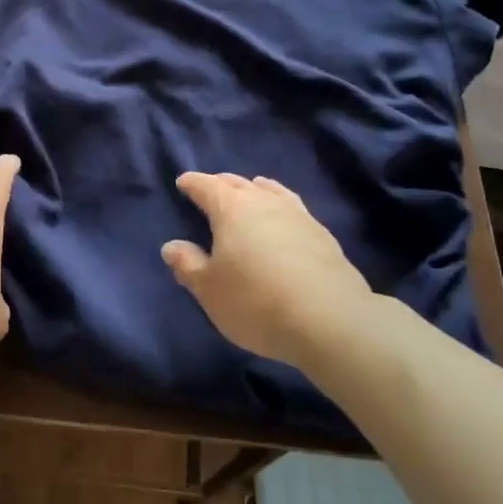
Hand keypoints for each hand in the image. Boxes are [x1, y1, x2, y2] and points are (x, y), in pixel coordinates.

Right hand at [161, 172, 381, 369]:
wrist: (331, 321)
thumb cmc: (256, 301)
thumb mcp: (209, 290)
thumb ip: (187, 265)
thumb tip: (172, 246)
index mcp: (231, 209)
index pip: (207, 186)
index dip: (192, 183)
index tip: (183, 182)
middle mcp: (265, 203)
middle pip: (239, 184)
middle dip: (222, 183)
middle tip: (211, 188)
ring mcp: (298, 216)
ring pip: (271, 191)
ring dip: (255, 189)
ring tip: (250, 191)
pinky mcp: (323, 235)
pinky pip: (293, 208)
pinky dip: (280, 206)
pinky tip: (283, 220)